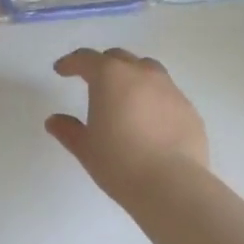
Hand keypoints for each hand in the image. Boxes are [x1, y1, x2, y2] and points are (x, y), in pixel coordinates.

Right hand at [46, 48, 209, 202]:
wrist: (172, 185)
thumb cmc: (119, 162)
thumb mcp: (86, 148)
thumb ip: (68, 130)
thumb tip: (54, 121)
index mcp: (111, 77)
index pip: (86, 59)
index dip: (71, 63)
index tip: (61, 70)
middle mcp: (142, 74)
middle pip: (118, 58)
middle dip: (102, 65)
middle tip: (92, 80)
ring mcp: (170, 89)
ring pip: (147, 70)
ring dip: (131, 76)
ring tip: (124, 96)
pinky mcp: (189, 108)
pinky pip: (166, 94)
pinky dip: (153, 99)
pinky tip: (149, 121)